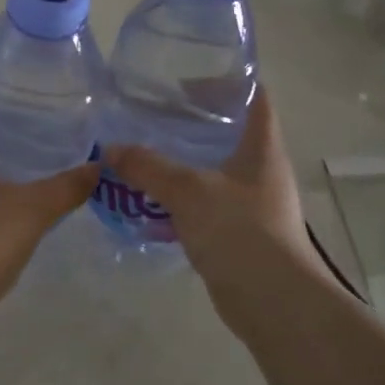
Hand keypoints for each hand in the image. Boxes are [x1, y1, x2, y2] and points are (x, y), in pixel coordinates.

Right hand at [104, 90, 328, 324]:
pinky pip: (204, 206)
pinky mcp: (238, 234)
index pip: (255, 97)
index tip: (184, 82)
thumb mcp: (188, 191)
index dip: (226, 82)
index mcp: (262, 148)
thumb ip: (148, 167)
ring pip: (212, 172)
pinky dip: (179, 201)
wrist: (274, 302)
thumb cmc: (240, 231)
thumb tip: (110, 149)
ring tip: (142, 157)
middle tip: (150, 119)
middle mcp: (261, 171)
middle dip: (191, 125)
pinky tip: (149, 203)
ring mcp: (251, 204)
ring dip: (181, 165)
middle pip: (228, 134)